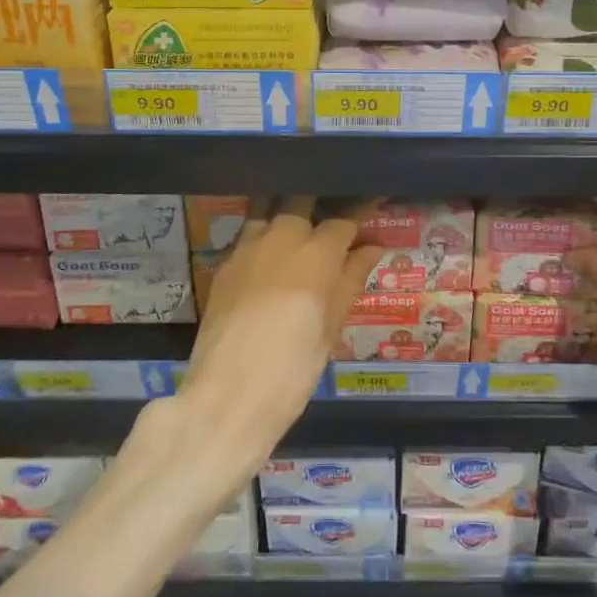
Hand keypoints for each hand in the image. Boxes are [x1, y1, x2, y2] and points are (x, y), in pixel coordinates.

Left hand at [181, 198, 381, 472]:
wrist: (229, 395)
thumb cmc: (294, 367)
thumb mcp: (333, 326)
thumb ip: (351, 278)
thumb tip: (373, 247)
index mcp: (318, 252)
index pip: (345, 220)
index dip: (361, 211)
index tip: (373, 202)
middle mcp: (282, 236)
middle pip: (302, 201)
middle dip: (319, 203)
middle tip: (330, 217)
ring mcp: (248, 246)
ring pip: (269, 211)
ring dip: (285, 213)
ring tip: (296, 229)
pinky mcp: (223, 263)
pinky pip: (248, 235)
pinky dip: (262, 236)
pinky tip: (268, 255)